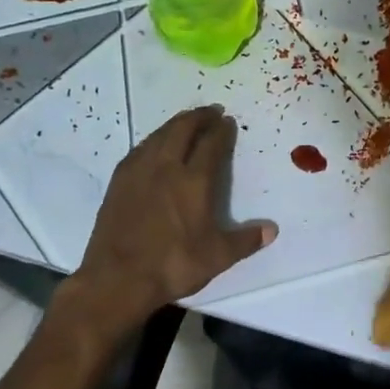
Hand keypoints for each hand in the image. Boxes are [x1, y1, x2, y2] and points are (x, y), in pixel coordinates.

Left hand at [68, 106, 276, 330]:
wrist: (118, 278)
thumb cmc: (173, 265)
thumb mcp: (217, 257)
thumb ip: (245, 240)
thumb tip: (272, 230)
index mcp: (194, 181)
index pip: (211, 145)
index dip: (222, 131)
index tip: (228, 122)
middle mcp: (166, 167)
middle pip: (183, 129)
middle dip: (199, 117)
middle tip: (211, 111)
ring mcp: (138, 172)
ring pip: (159, 135)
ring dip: (175, 123)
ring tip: (186, 121)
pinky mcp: (119, 181)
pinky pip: (140, 148)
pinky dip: (154, 139)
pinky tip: (155, 145)